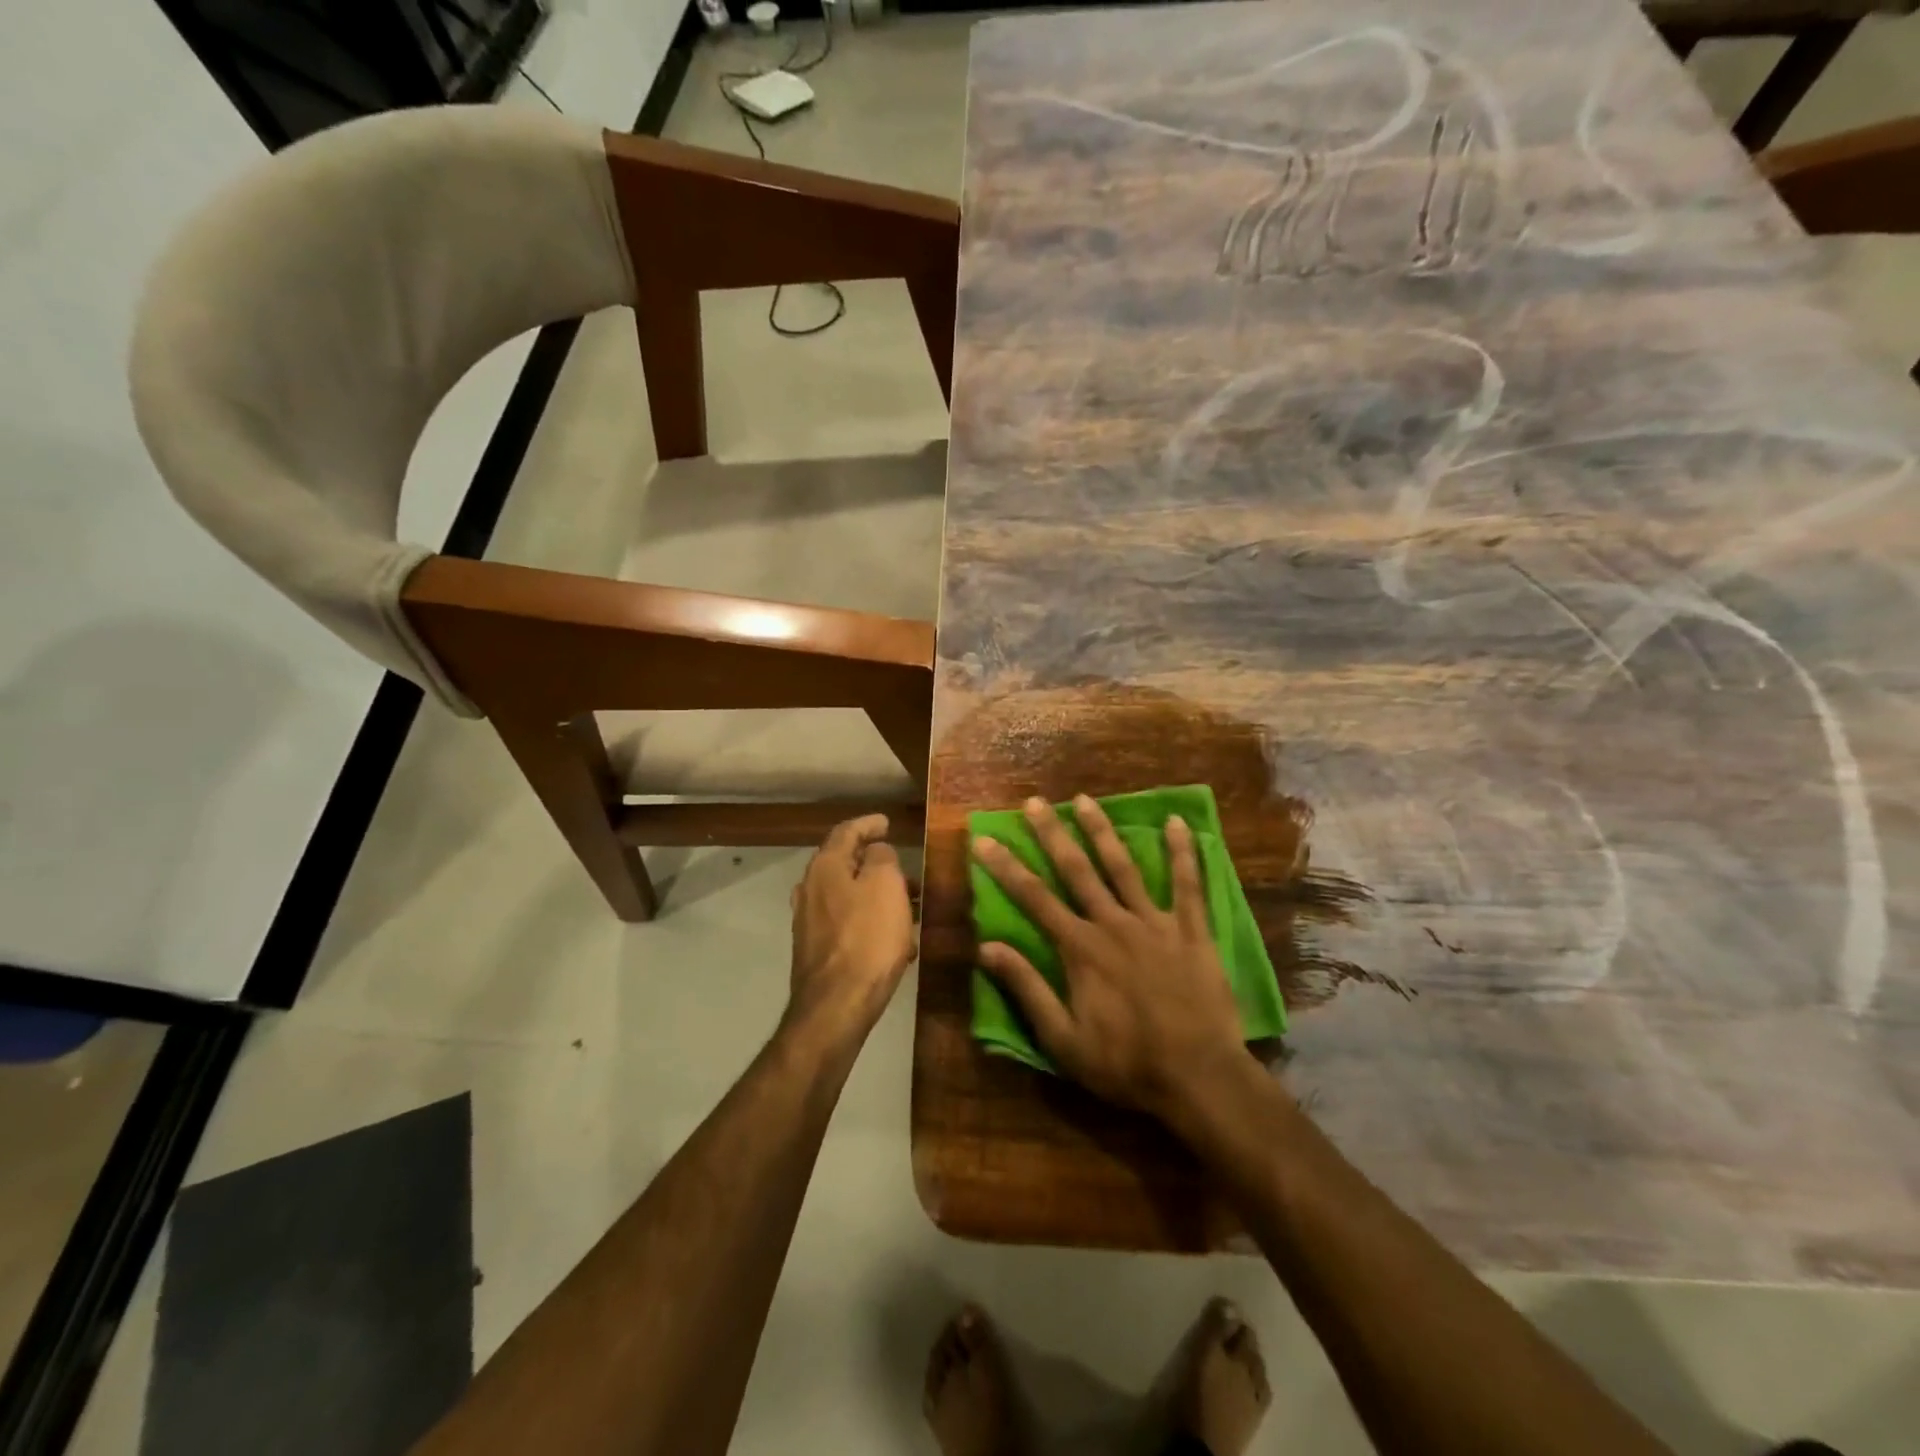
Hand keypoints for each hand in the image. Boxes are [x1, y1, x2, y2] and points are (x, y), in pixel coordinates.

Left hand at [787, 814, 917, 1044]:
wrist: (837, 1005)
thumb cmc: (867, 937)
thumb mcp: (886, 885)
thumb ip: (881, 858)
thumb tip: (875, 852)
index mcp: (825, 867)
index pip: (846, 831)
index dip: (868, 824)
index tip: (887, 823)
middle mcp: (810, 889)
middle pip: (845, 865)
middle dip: (877, 865)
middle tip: (905, 870)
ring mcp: (809, 922)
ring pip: (849, 897)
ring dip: (878, 897)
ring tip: (910, 908)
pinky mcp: (817, 950)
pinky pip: (849, 925)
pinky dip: (871, 923)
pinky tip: (897, 942)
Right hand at [972, 796, 1247, 1120]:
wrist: (1199, 1077)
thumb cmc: (1126, 1063)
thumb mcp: (1063, 1039)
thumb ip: (1027, 988)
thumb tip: (987, 947)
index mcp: (1080, 948)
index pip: (1033, 898)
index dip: (1006, 867)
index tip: (985, 838)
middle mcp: (1113, 924)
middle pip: (1076, 870)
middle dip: (1051, 834)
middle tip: (1034, 802)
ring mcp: (1154, 923)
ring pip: (1123, 866)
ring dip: (1102, 831)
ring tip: (1085, 799)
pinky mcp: (1192, 931)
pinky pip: (1188, 884)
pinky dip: (1182, 852)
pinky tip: (1178, 822)